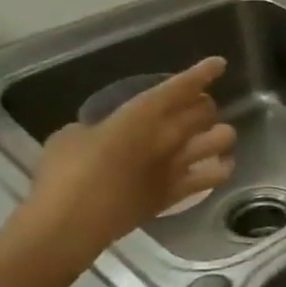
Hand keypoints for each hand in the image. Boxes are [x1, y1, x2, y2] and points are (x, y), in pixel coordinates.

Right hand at [24, 58, 236, 261]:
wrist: (72, 222)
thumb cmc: (64, 174)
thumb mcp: (72, 136)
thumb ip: (98, 128)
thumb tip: (105, 135)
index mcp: (141, 115)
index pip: (180, 88)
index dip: (202, 74)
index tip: (218, 64)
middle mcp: (168, 136)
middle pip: (206, 111)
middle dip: (204, 105)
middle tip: (194, 107)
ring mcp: (179, 165)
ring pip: (222, 139)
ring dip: (219, 133)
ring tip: (208, 136)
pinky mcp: (180, 192)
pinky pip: (216, 176)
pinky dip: (221, 167)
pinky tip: (217, 165)